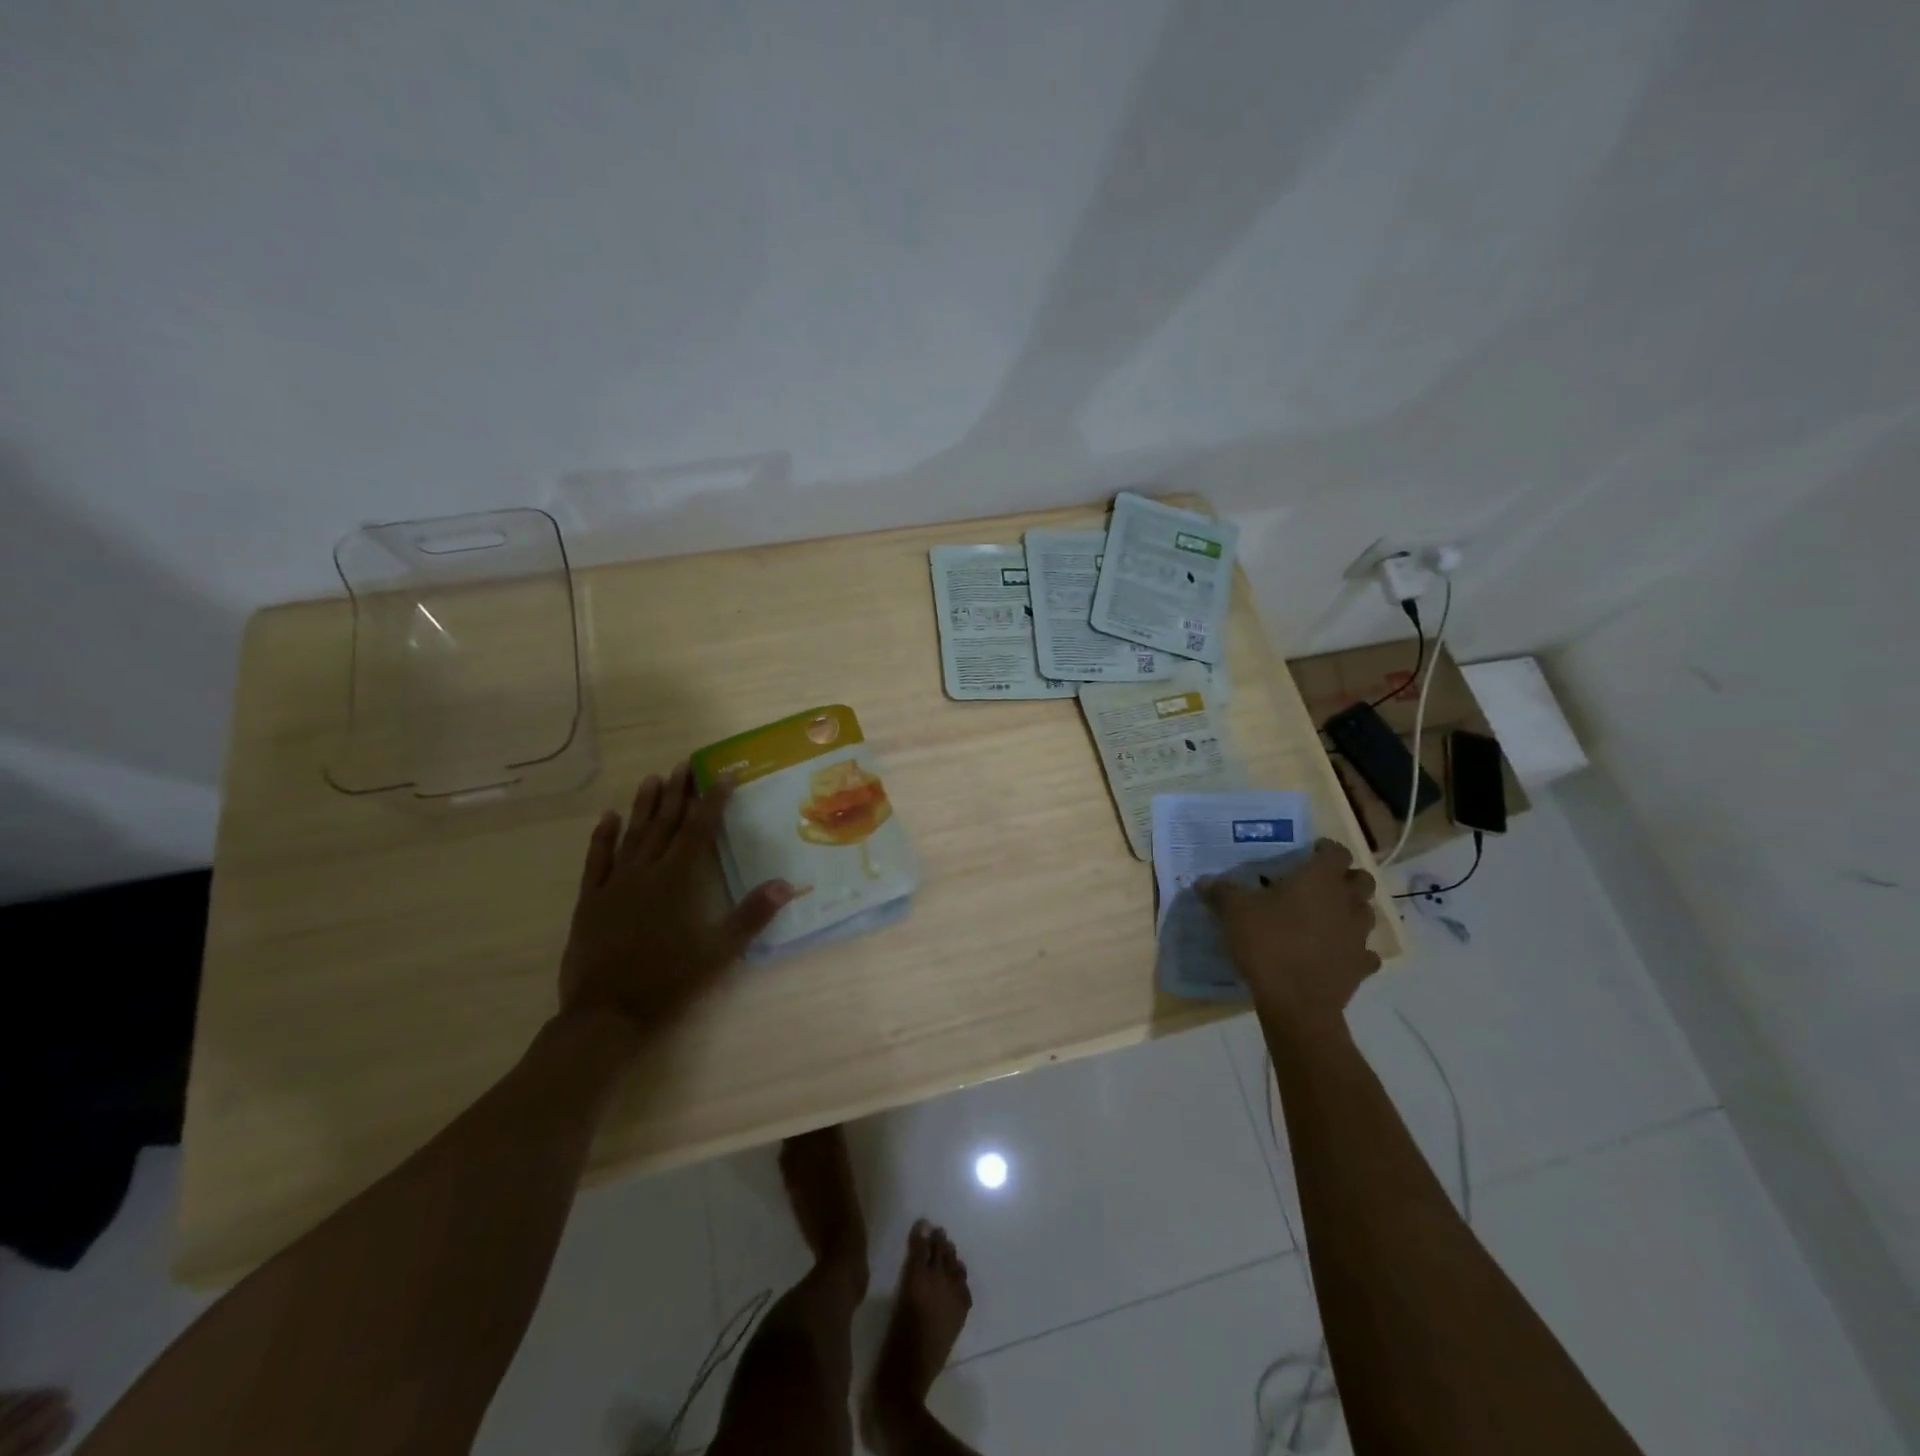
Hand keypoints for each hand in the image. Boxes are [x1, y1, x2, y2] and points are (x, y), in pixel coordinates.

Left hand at [559, 764, 793, 1039]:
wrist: (605, 1014)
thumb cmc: (667, 982)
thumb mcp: (718, 953)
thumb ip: (751, 916)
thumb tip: (785, 884)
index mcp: (677, 881)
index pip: (699, 830)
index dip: (713, 801)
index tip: (724, 776)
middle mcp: (646, 872)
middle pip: (665, 823)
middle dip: (678, 792)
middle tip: (685, 764)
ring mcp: (614, 884)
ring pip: (631, 835)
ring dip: (644, 806)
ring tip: (653, 779)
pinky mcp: (591, 900)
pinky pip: (597, 860)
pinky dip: (602, 837)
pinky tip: (607, 817)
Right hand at [1199, 839, 1379, 1031]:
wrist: (1296, 1003)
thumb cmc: (1267, 944)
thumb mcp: (1233, 912)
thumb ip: (1220, 892)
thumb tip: (1203, 881)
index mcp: (1320, 880)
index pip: (1337, 851)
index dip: (1325, 849)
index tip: (1309, 852)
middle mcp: (1346, 902)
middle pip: (1362, 880)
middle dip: (1346, 878)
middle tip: (1320, 884)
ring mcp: (1359, 936)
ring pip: (1366, 914)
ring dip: (1351, 911)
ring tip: (1326, 917)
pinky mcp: (1362, 966)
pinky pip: (1365, 952)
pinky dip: (1353, 949)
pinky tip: (1335, 953)